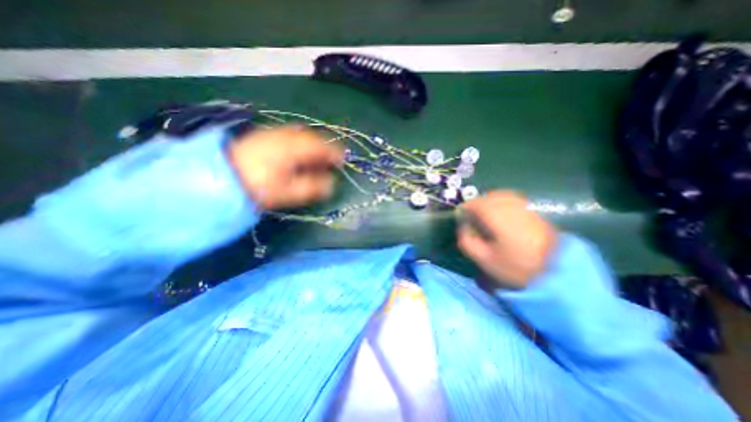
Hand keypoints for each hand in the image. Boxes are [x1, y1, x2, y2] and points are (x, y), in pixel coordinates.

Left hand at [227, 125, 343, 208]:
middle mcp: (285, 135)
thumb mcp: (288, 191)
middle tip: (331, 159)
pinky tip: (298, 153)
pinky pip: (290, 135)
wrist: (219, 176)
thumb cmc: (257, 186)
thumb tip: (332, 184)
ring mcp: (273, 133)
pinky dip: (300, 143)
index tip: (343, 160)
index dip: (334, 152)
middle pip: (311, 137)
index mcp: (293, 148)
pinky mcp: (264, 135)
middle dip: (324, 147)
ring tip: (317, 157)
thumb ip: (313, 187)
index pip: (320, 146)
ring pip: (301, 135)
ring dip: (313, 144)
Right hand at [458, 191, 556, 288]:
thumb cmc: (515, 267)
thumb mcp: (484, 259)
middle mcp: (511, 208)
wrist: (556, 271)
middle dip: (475, 204)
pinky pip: (510, 198)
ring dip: (487, 202)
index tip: (459, 216)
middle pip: (487, 197)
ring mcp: (523, 207)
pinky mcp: (532, 211)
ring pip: (499, 195)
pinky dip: (500, 202)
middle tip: (470, 216)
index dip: (464, 208)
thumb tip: (462, 227)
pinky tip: (499, 213)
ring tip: (483, 214)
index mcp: (498, 219)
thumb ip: (467, 241)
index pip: (476, 204)